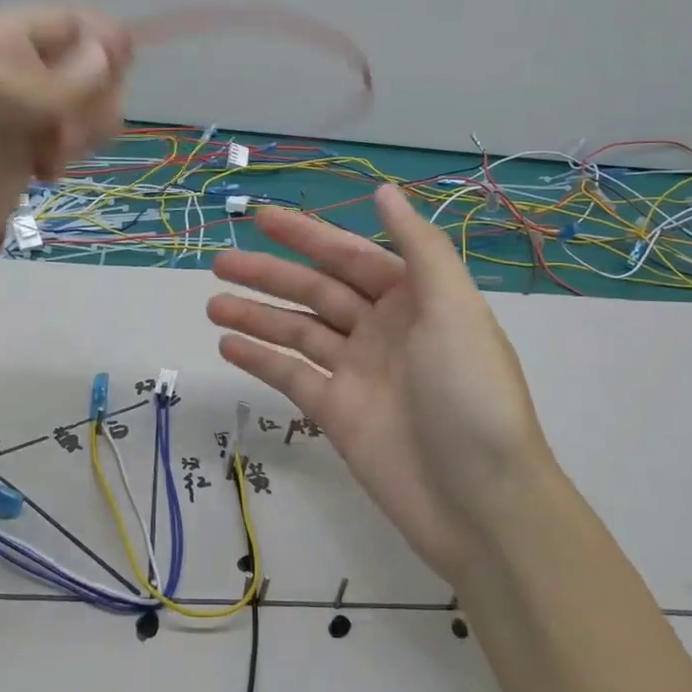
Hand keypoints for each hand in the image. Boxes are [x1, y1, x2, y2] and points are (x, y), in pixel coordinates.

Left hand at [0, 5, 130, 323]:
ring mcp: (9, 128)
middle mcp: (4, 77)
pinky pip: (61, 149)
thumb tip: (109, 53)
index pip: (68, 22)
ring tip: (53, 161)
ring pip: (79, 110)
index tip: (115, 77)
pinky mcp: (11, 172)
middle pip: (83, 67)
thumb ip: (44, 74)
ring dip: (85, 129)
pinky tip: (47, 177)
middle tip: (65, 133)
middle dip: (94, 94)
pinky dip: (68, 157)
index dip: (101, 42)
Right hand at [207, 185, 554, 581]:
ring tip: (212, 304)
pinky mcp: (337, 413)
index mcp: (414, 299)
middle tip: (219, 261)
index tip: (260, 217)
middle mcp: (383, 329)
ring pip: (297, 332)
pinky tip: (228, 346)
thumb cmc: (470, 393)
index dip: (306, 235)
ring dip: (256, 315)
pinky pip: (292, 376)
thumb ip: (419, 247)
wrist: (479, 501)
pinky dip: (261, 360)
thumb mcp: (455, 309)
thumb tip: (383, 190)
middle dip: (269, 274)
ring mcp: (357, 373)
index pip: (350, 256)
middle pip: (316, 291)